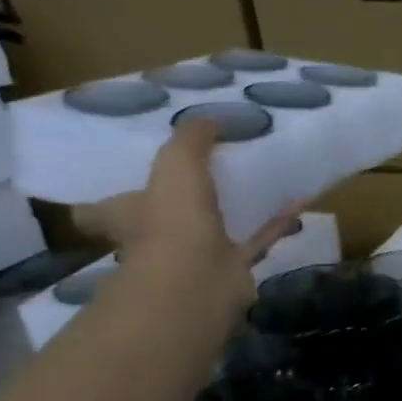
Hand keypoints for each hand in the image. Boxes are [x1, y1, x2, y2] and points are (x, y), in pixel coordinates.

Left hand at [71, 118, 302, 311]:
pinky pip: (257, 239)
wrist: (200, 281)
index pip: (103, 208)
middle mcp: (155, 239)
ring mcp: (195, 257)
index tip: (130, 174)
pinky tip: (297, 201)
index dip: (113, 194)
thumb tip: (209, 119)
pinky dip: (276, 222)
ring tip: (257, 182)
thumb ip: (190, 139)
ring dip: (234, 208)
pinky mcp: (233, 269)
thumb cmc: (172, 220)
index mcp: (127, 216)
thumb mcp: (176, 164)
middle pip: (163, 217)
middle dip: (180, 200)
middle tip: (205, 172)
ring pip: (214, 228)